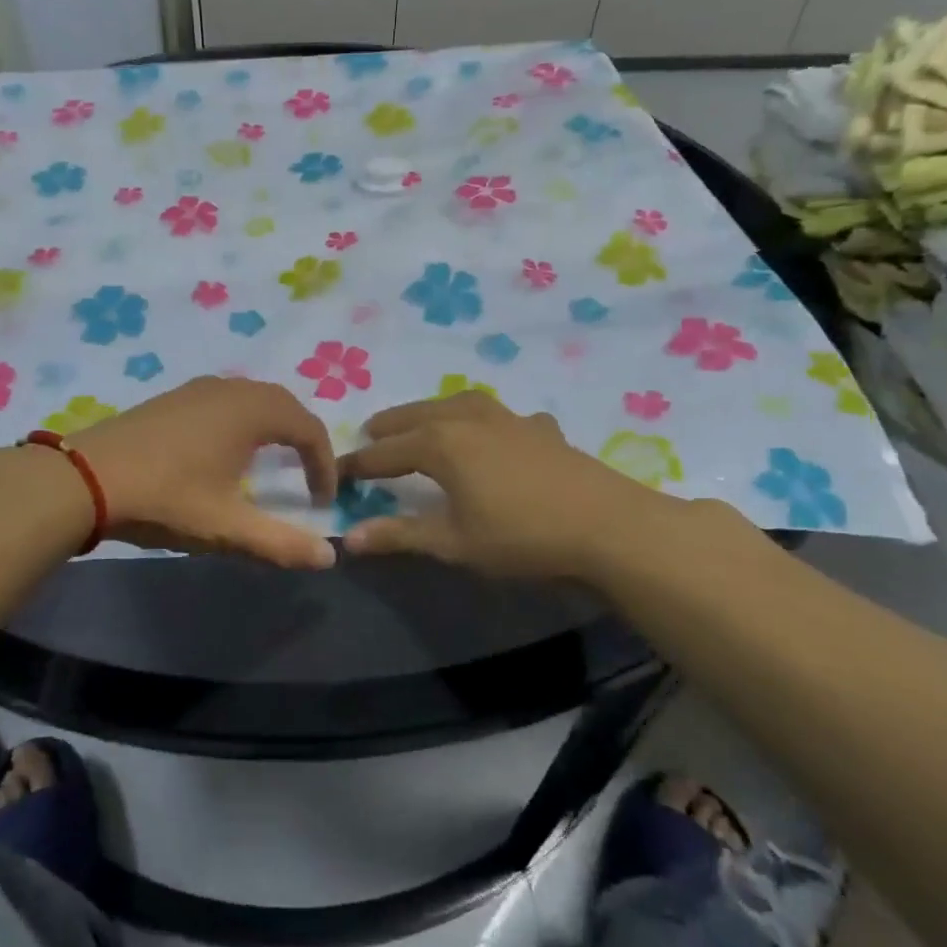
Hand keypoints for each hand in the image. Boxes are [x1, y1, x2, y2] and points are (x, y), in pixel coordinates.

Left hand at [69, 376, 338, 569]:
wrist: (85, 478)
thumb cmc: (166, 498)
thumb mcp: (227, 527)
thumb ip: (281, 543)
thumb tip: (330, 556)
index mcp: (251, 411)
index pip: (308, 428)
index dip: (324, 463)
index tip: (323, 500)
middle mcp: (228, 389)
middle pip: (283, 404)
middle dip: (302, 438)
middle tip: (307, 474)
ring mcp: (195, 389)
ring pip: (250, 399)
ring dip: (271, 426)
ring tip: (272, 463)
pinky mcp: (170, 398)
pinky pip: (223, 401)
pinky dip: (240, 421)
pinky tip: (224, 452)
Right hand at [336, 390, 685, 579]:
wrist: (608, 526)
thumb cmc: (521, 536)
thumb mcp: (453, 543)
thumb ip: (399, 535)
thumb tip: (348, 538)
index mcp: (441, 443)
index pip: (385, 451)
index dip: (359, 463)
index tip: (338, 472)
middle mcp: (469, 419)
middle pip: (417, 416)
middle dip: (390, 426)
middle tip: (371, 433)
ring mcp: (509, 419)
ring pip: (457, 404)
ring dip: (431, 411)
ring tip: (422, 421)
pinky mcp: (541, 428)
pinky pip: (500, 415)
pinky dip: (483, 419)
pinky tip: (494, 434)